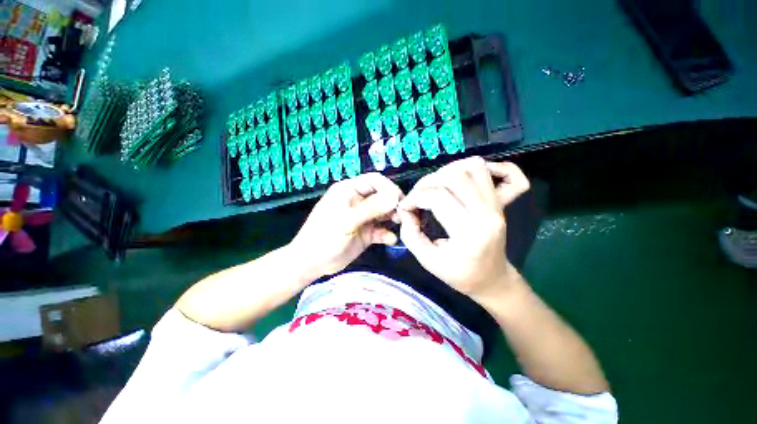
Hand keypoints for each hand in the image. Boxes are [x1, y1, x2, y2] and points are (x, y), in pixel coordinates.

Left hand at [290, 173, 403, 276]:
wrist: (312, 263)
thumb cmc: (325, 236)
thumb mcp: (347, 220)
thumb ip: (371, 208)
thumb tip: (394, 196)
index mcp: (349, 190)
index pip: (374, 181)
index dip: (389, 188)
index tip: (399, 200)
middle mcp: (358, 201)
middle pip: (382, 196)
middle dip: (393, 204)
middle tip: (403, 214)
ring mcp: (363, 217)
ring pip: (384, 212)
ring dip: (393, 217)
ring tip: (400, 224)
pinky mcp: (366, 232)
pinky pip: (381, 229)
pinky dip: (387, 233)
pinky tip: (391, 239)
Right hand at [397, 157, 529, 301]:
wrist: (492, 279)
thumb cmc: (459, 274)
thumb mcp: (427, 260)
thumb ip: (410, 234)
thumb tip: (405, 210)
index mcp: (468, 233)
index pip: (437, 198)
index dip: (415, 198)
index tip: (406, 207)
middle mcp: (487, 214)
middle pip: (455, 176)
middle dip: (428, 182)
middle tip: (418, 195)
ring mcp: (497, 205)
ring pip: (474, 167)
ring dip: (448, 170)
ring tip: (436, 186)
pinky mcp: (501, 202)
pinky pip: (506, 172)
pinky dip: (485, 167)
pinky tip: (466, 177)